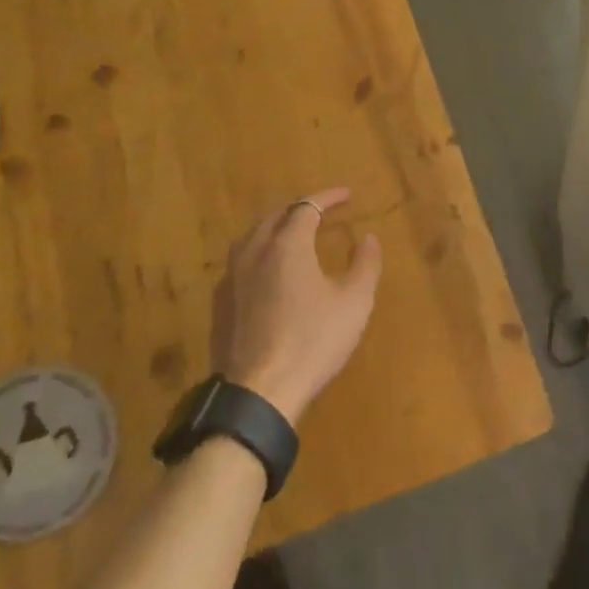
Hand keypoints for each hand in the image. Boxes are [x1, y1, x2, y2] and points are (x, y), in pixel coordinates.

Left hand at [211, 187, 381, 426]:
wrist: (258, 393)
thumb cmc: (313, 342)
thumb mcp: (354, 302)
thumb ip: (364, 265)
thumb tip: (368, 238)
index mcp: (287, 245)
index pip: (307, 207)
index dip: (328, 198)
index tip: (347, 195)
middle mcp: (254, 252)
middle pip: (274, 217)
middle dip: (299, 209)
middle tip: (320, 213)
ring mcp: (231, 278)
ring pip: (251, 238)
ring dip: (274, 230)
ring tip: (291, 236)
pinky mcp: (220, 305)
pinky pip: (240, 264)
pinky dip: (259, 255)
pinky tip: (267, 274)